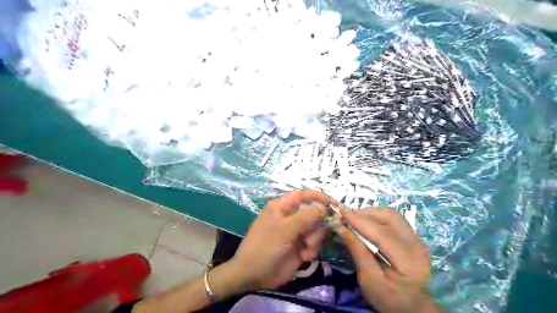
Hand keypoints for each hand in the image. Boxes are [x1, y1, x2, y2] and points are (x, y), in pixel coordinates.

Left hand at [227, 190, 334, 290]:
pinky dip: (312, 250)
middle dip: (317, 225)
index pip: (303, 195)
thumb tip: (324, 207)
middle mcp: (290, 218)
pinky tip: (304, 257)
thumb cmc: (265, 246)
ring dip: (315, 239)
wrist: (253, 275)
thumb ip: (306, 217)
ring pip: (316, 229)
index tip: (334, 204)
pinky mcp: (300, 247)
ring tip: (307, 248)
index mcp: (282, 207)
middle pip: (313, 213)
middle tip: (312, 236)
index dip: (318, 197)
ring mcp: (295, 233)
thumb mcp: (285, 229)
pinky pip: (314, 244)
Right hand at [335, 206, 443, 310]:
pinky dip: (376, 216)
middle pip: (388, 217)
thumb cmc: (388, 298)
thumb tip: (340, 227)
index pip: (381, 233)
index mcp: (408, 261)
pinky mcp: (412, 235)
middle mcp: (416, 245)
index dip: (359, 220)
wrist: (412, 306)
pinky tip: (365, 221)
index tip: (339, 212)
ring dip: (370, 212)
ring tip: (353, 218)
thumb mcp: (368, 280)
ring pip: (391, 214)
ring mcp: (417, 238)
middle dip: (364, 213)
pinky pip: (393, 218)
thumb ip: (357, 251)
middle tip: (344, 216)